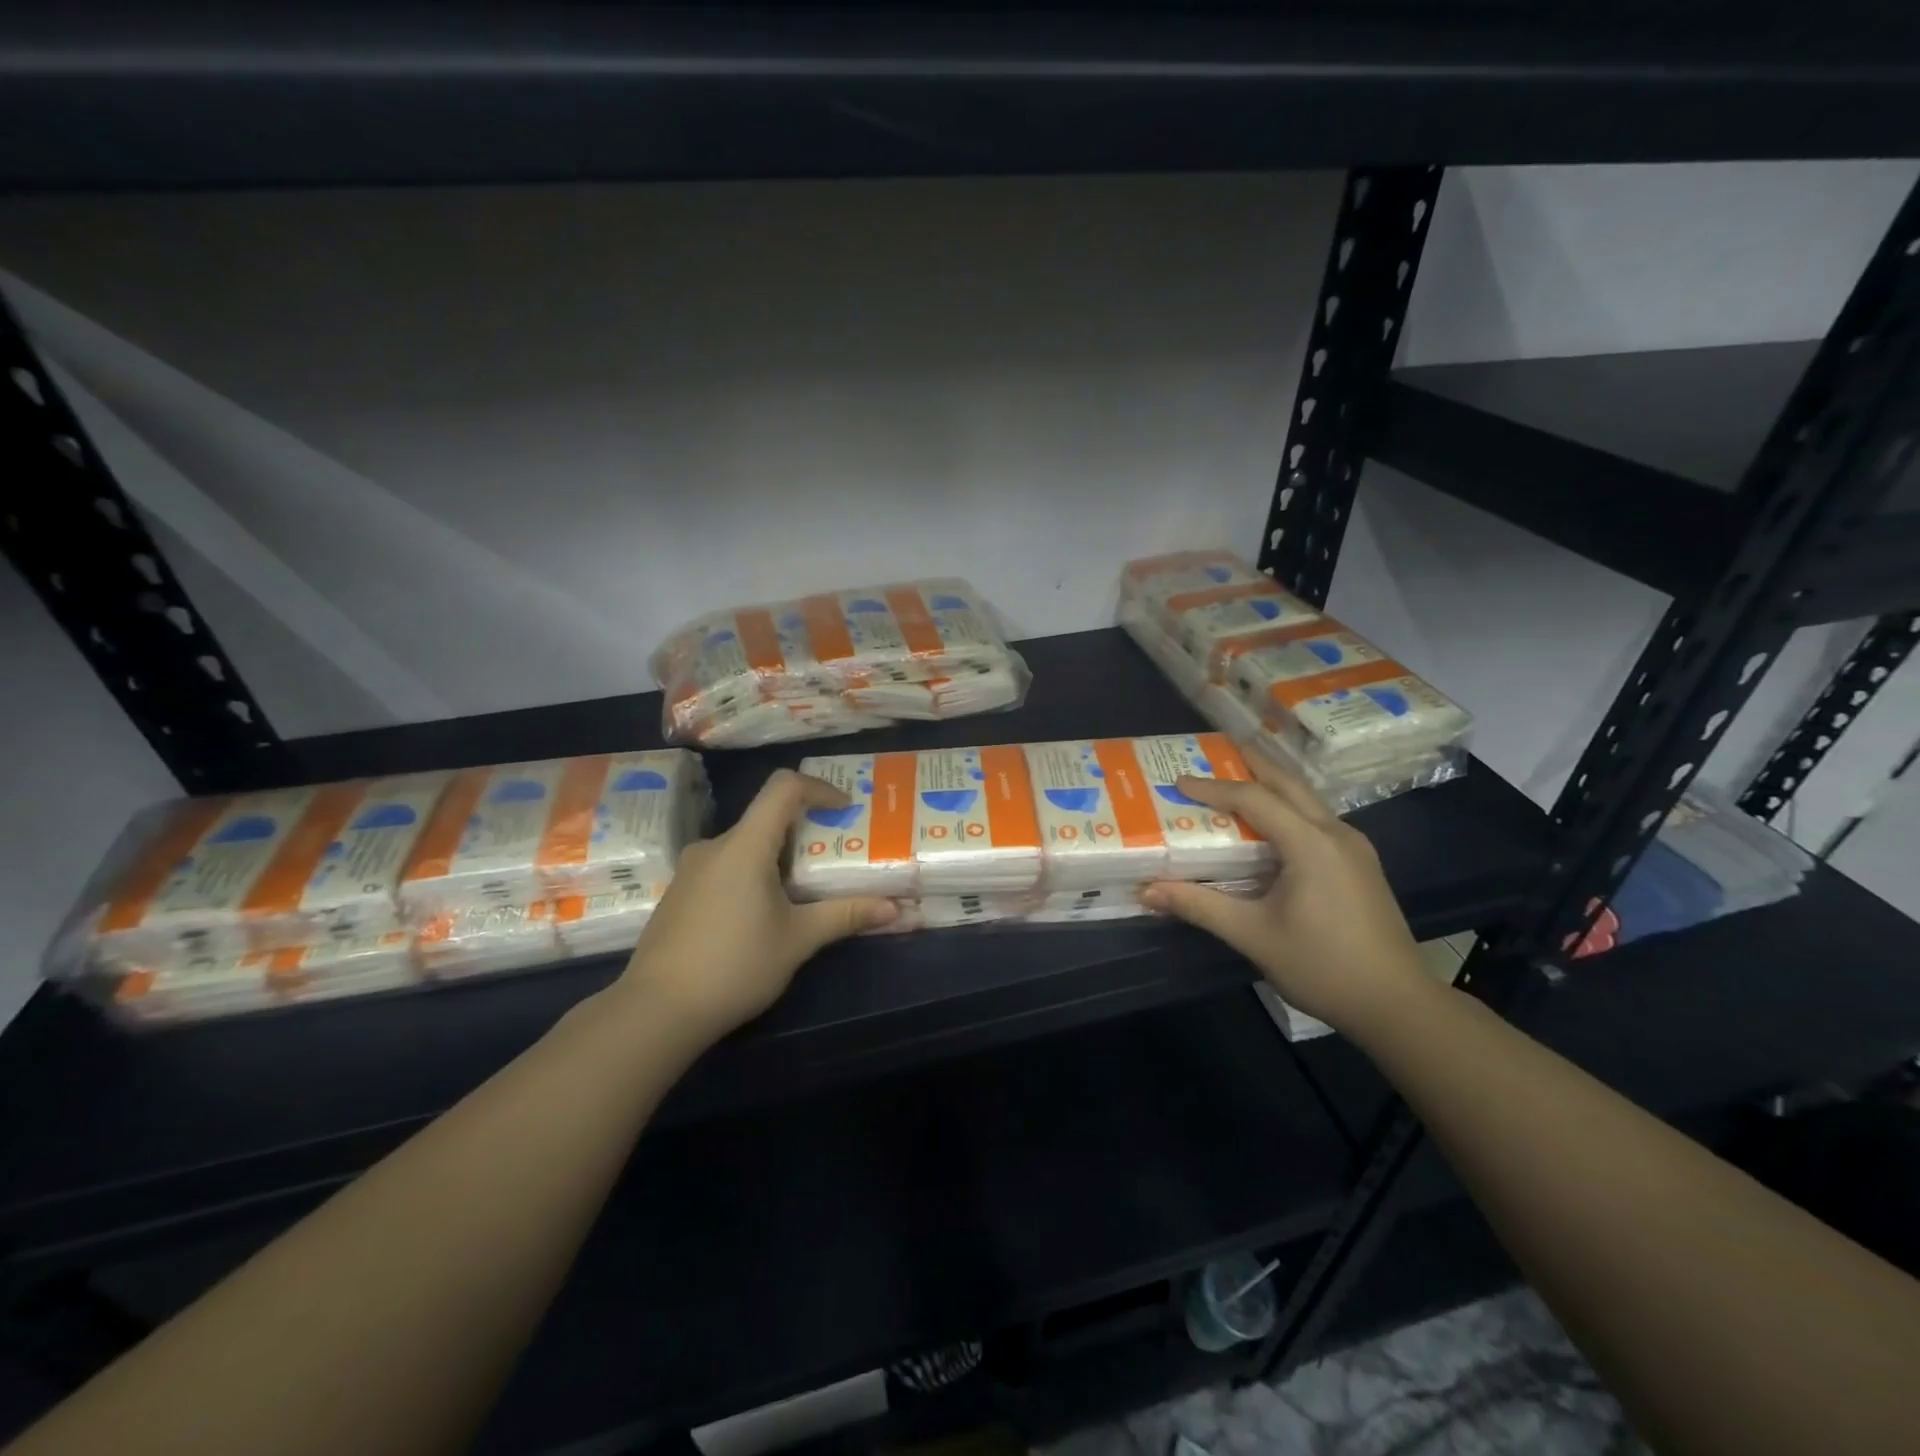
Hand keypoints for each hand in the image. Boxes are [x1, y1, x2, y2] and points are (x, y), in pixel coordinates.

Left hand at [615, 770, 896, 1042]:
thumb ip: (845, 915)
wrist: (656, 1011)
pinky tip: (761, 915)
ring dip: (777, 857)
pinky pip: (724, 866)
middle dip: (804, 831)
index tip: (844, 809)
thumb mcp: (798, 940)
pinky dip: (751, 874)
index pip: (783, 787)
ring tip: (802, 890)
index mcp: (745, 846)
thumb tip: (895, 908)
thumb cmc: (735, 966)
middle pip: (765, 818)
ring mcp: (691, 870)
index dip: (819, 788)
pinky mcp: (679, 894)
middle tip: (832, 856)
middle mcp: (714, 846)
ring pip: (744, 845)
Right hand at [1139, 753, 1429, 1031]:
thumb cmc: (1322, 966)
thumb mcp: (1253, 935)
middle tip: (1218, 749)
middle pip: (1289, 784)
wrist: (1397, 1005)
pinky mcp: (1361, 865)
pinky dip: (1288, 808)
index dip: (1213, 788)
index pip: (1254, 799)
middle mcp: (1336, 834)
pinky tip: (1273, 825)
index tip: (1178, 781)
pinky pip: (1317, 820)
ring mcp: (1355, 848)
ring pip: (1307, 800)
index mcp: (1311, 843)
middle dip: (1253, 763)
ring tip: (1239, 778)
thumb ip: (1200, 906)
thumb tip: (1148, 890)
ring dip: (1273, 785)